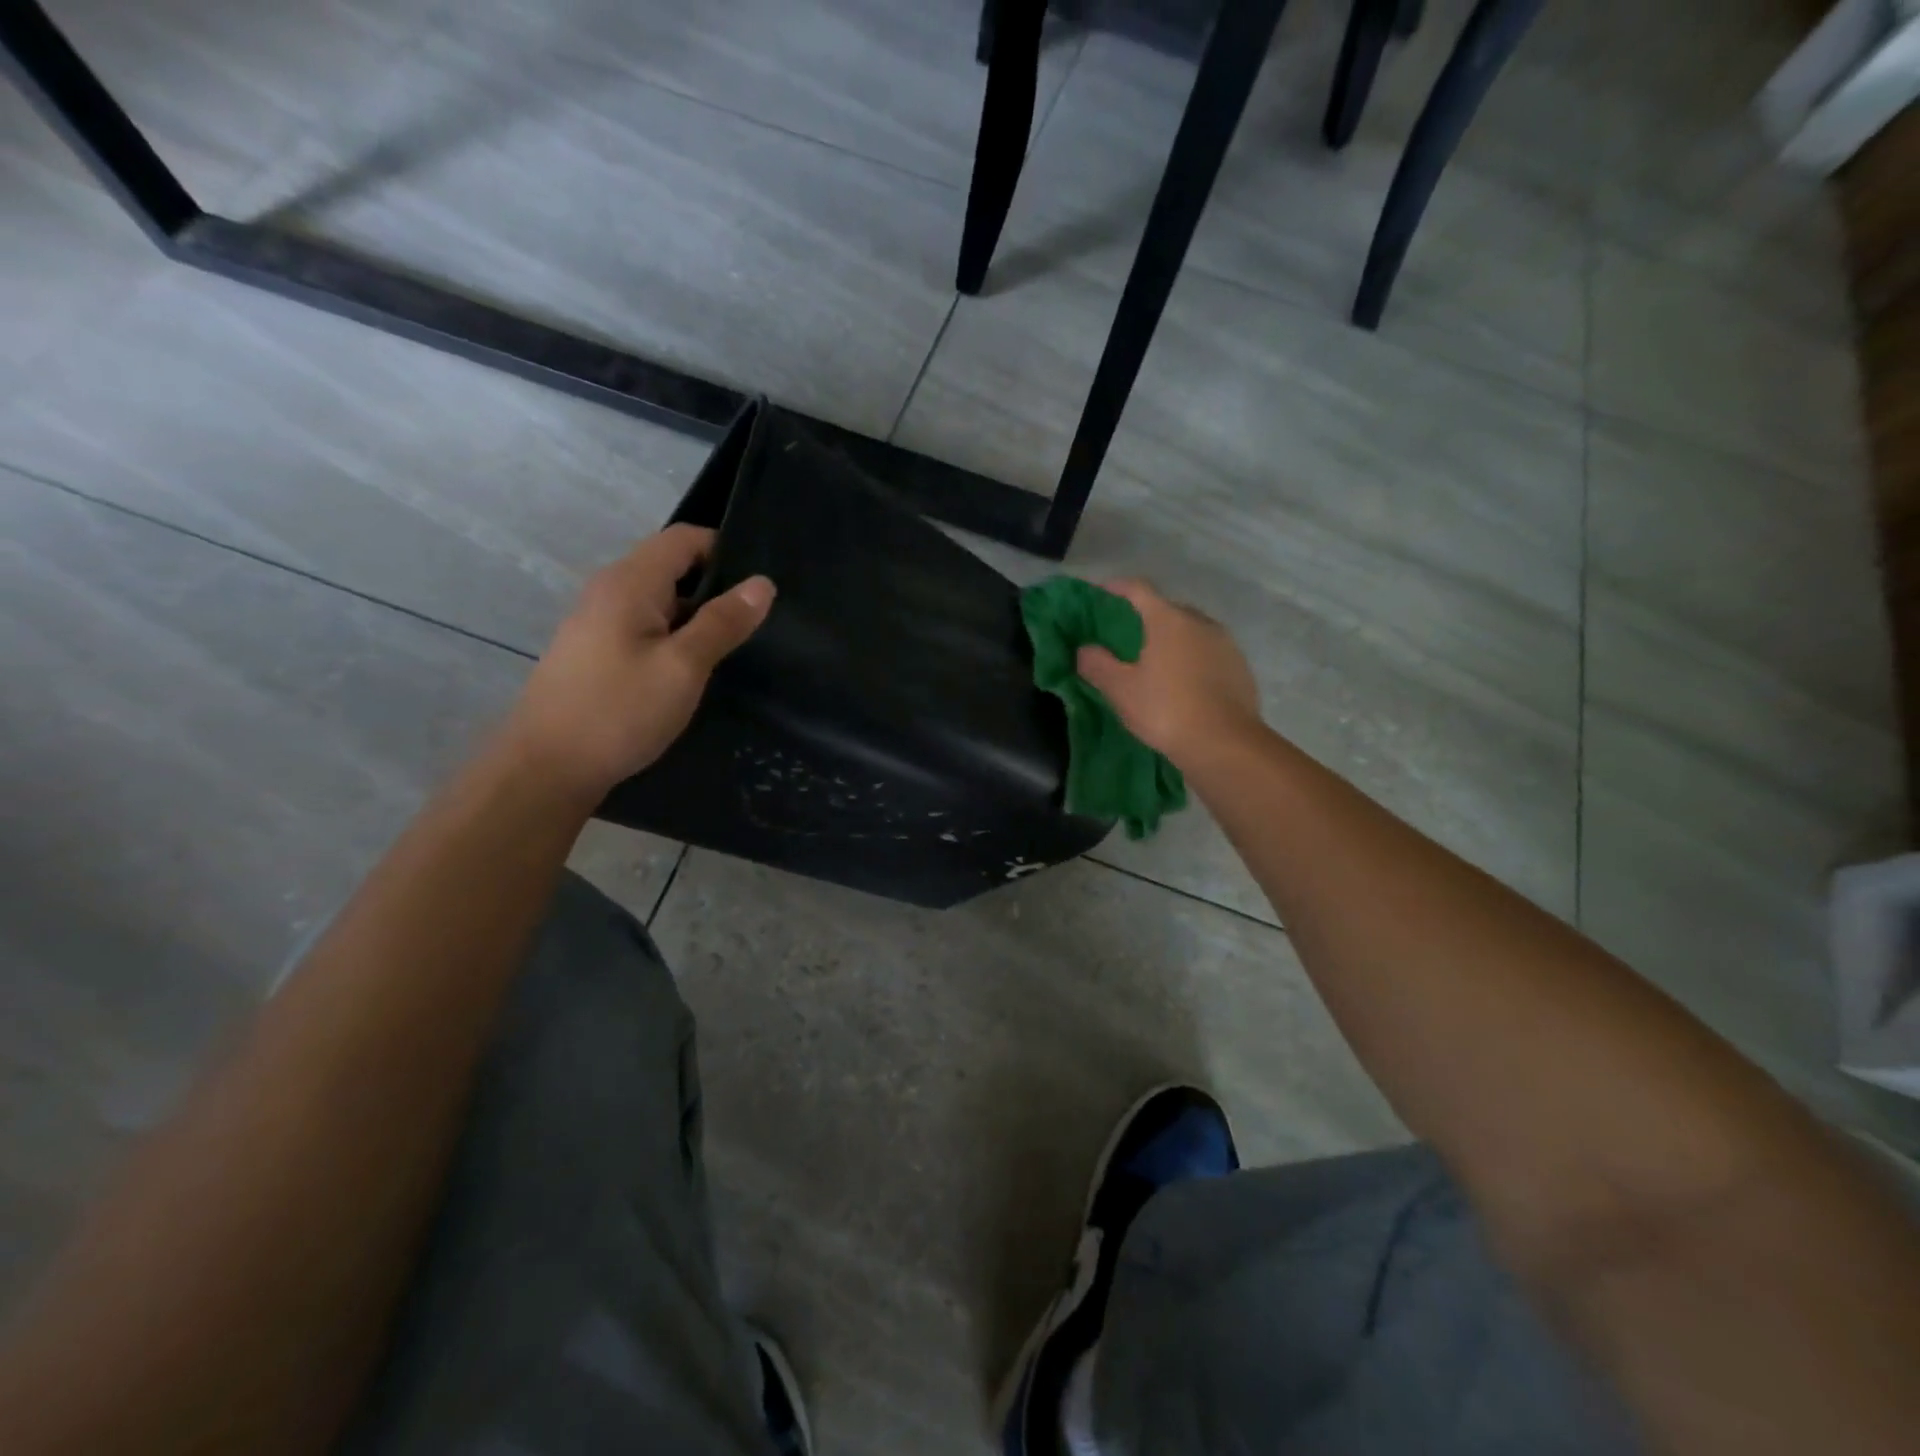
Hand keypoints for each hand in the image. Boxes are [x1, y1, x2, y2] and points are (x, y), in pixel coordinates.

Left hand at [503, 525, 774, 798]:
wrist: (547, 768)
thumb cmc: (619, 711)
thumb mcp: (683, 666)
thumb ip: (723, 622)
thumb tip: (762, 583)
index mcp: (629, 582)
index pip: (685, 538)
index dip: (726, 550)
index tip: (760, 586)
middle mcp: (609, 591)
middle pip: (672, 567)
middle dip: (716, 588)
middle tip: (757, 622)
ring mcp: (598, 622)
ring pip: (661, 602)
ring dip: (696, 618)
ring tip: (734, 648)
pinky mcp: (596, 652)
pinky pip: (645, 628)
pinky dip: (675, 639)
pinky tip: (693, 671)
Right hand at [1075, 578, 1260, 765]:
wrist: (1224, 743)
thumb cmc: (1166, 710)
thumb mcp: (1120, 690)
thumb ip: (1097, 664)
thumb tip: (1084, 649)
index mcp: (1168, 619)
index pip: (1138, 589)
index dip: (1116, 588)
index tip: (1100, 594)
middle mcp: (1200, 621)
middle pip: (1166, 609)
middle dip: (1145, 618)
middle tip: (1125, 637)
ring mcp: (1225, 643)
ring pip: (1191, 631)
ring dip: (1171, 639)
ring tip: (1154, 662)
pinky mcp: (1240, 666)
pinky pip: (1208, 652)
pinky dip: (1192, 658)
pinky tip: (1183, 682)